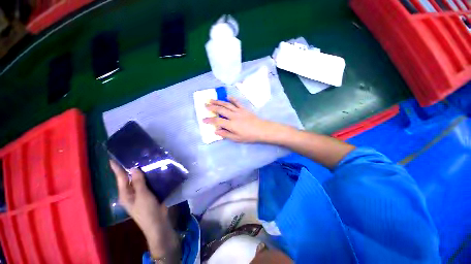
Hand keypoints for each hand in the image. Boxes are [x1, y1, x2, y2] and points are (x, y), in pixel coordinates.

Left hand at [110, 160, 179, 259]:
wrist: (158, 222)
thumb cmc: (147, 210)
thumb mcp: (142, 195)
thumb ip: (138, 182)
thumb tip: (133, 168)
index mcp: (125, 194)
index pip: (120, 178)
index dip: (117, 168)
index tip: (113, 158)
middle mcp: (131, 192)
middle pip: (130, 178)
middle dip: (130, 168)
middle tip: (134, 155)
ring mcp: (141, 193)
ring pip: (140, 180)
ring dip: (142, 171)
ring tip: (145, 160)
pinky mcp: (149, 193)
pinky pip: (148, 182)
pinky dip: (150, 176)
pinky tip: (155, 170)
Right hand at [204, 97, 278, 142]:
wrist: (261, 129)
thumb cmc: (249, 136)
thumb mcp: (236, 138)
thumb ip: (226, 134)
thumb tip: (216, 131)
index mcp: (231, 124)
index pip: (217, 121)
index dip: (209, 120)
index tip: (203, 119)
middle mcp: (233, 116)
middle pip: (220, 109)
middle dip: (212, 107)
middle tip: (205, 104)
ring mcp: (239, 111)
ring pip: (227, 104)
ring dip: (218, 101)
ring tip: (212, 99)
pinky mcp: (244, 109)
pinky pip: (236, 102)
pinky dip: (231, 99)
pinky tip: (227, 96)